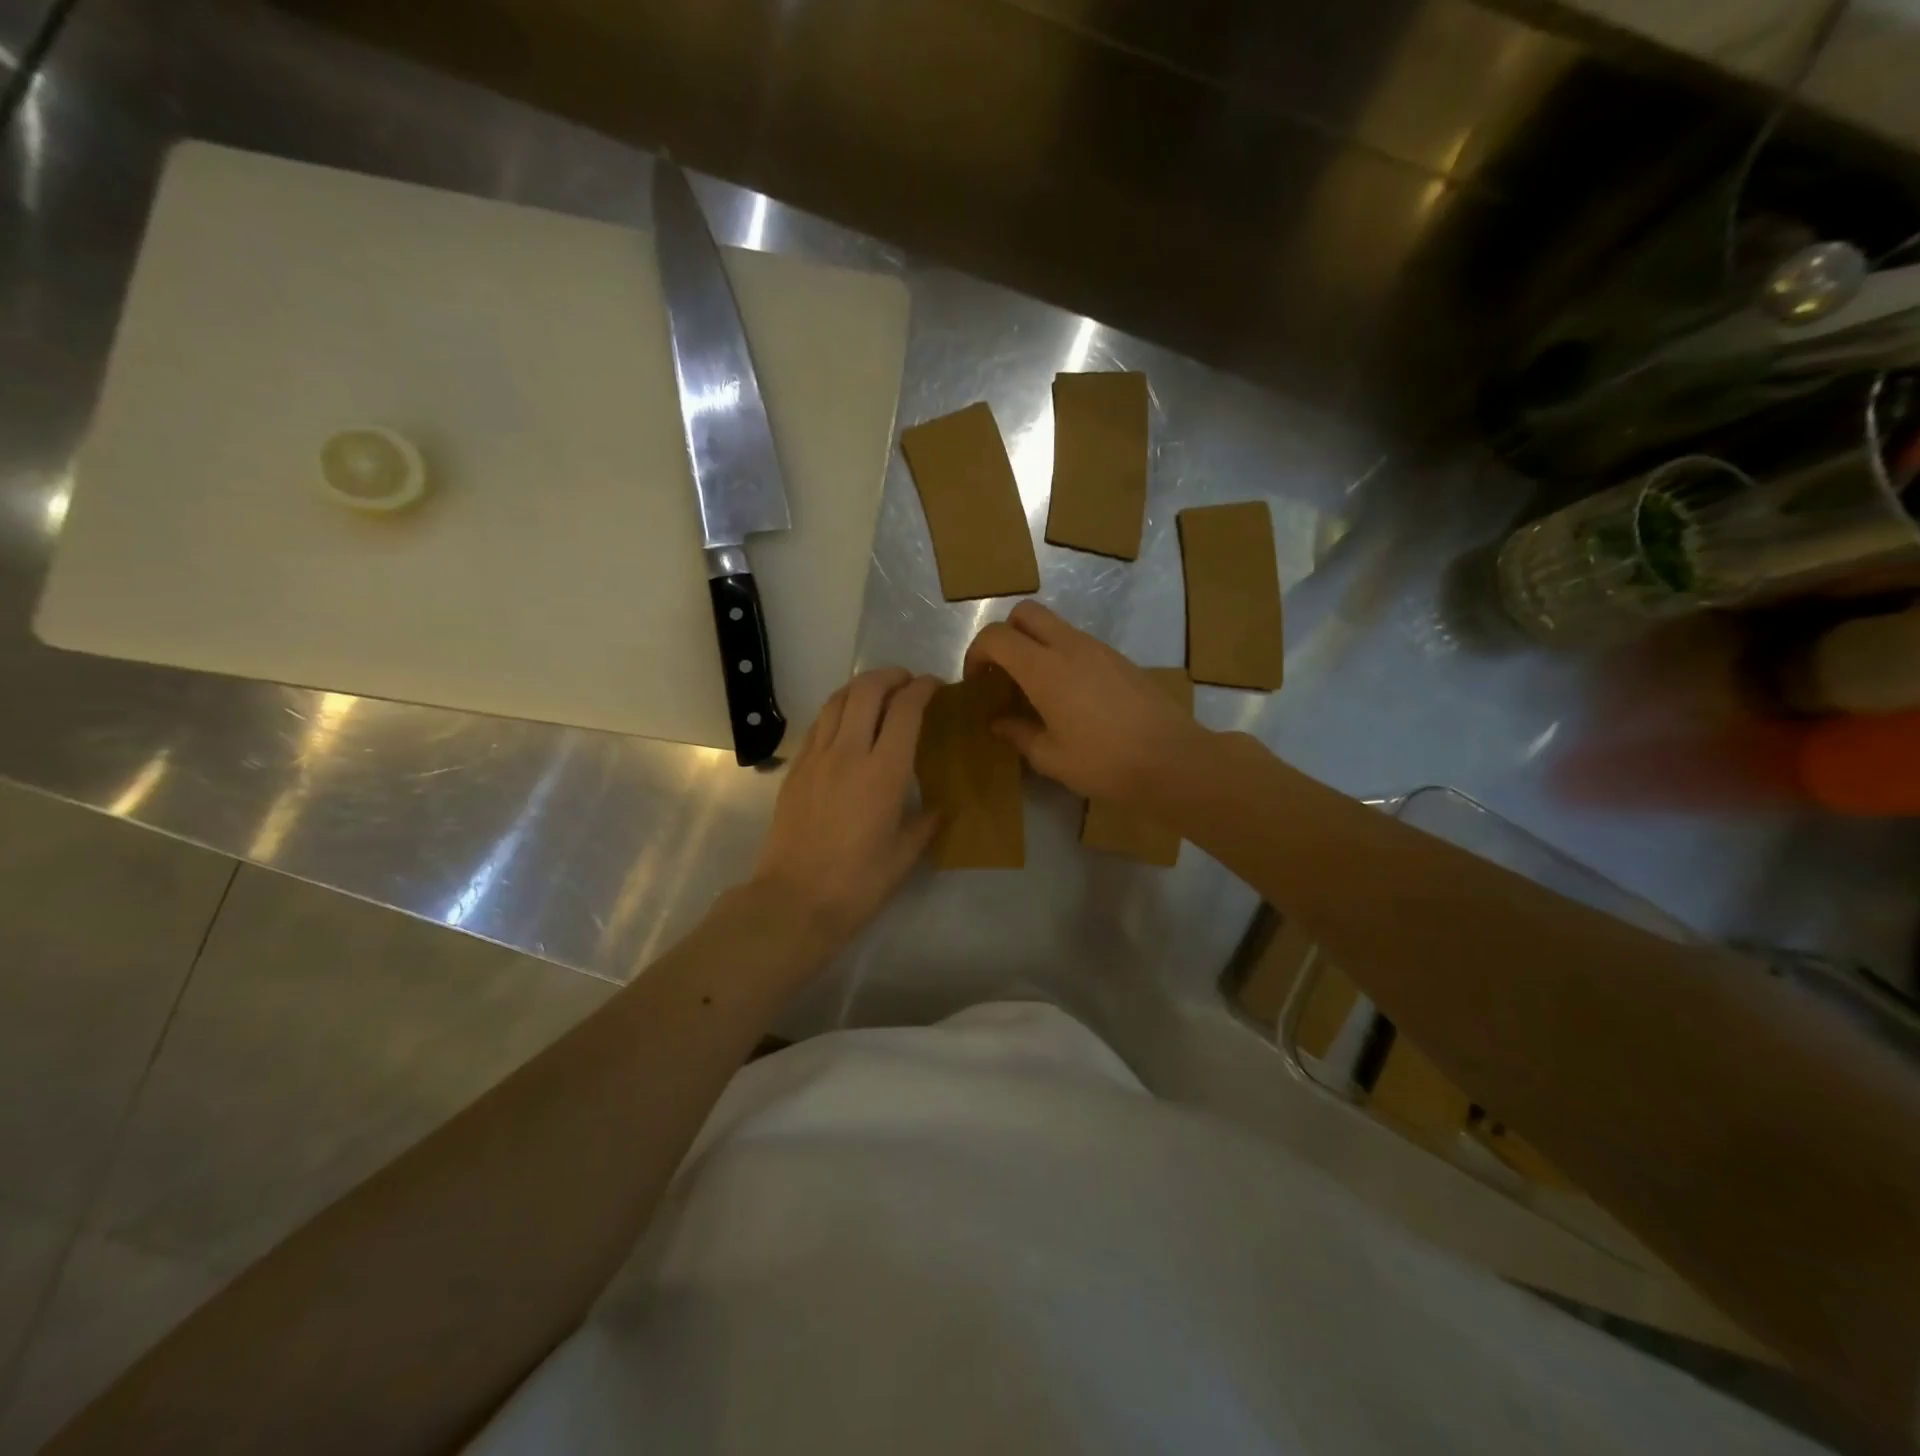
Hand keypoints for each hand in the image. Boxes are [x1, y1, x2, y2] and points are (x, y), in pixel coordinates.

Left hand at [750, 667, 940, 947]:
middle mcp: (849, 752)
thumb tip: (939, 808)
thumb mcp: (905, 855)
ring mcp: (816, 757)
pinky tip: (846, 724)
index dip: (923, 689)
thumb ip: (926, 823)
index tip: (935, 686)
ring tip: (877, 694)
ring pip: (837, 700)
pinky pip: (819, 724)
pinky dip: (838, 710)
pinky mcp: (795, 769)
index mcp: (884, 772)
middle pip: (867, 690)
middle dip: (891, 676)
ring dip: (861, 687)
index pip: (905, 710)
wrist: (794, 900)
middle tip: (907, 682)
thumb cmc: (858, 883)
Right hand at [963, 602, 1207, 802]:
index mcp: (1044, 668)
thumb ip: (1018, 734)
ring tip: (1035, 689)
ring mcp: (1099, 648)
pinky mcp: (1120, 659)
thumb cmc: (1104, 762)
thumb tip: (998, 723)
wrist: (1172, 759)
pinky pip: (1078, 643)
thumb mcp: (1050, 757)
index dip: (977, 653)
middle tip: (1003, 674)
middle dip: (1005, 635)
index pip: (996, 636)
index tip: (977, 683)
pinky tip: (1069, 697)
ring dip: (1035, 645)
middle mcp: (1069, 646)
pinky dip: (1060, 656)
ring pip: (1054, 625)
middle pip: (1025, 613)